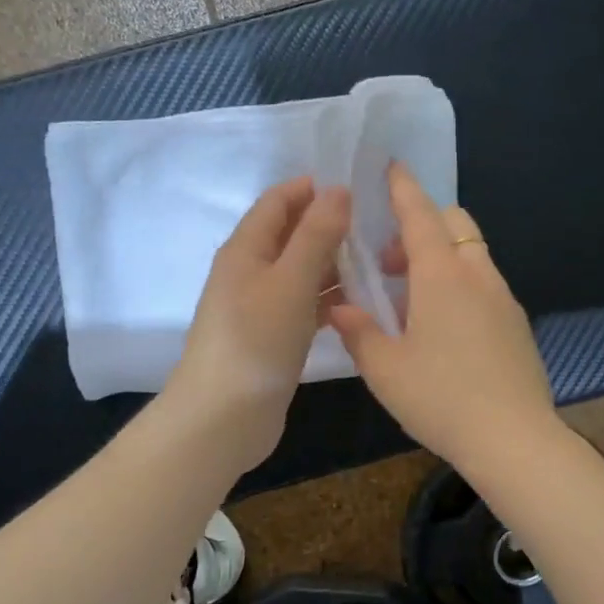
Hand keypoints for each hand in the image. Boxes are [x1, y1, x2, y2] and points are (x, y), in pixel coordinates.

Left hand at [164, 176, 350, 472]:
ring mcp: (260, 305)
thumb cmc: (256, 340)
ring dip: (332, 263)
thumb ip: (316, 235)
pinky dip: (328, 298)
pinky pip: (304, 303)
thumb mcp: (291, 280)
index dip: (313, 188)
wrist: (224, 417)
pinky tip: (359, 302)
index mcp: (246, 248)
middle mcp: (250, 270)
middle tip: (377, 226)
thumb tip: (337, 190)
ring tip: (378, 261)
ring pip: (301, 271)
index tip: (358, 187)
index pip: (278, 201)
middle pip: (291, 234)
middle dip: (329, 225)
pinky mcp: (273, 335)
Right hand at [326, 163, 560, 472]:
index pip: (420, 215)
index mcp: (442, 276)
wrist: (514, 439)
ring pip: (471, 254)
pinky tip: (442, 327)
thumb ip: (359, 331)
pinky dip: (459, 283)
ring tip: (410, 300)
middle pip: (453, 225)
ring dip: (439, 258)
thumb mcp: (385, 368)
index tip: (392, 166)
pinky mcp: (516, 324)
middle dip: (420, 226)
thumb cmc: (441, 398)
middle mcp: (477, 276)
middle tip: (389, 262)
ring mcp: (503, 299)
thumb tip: (340, 307)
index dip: (403, 188)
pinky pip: (483, 283)